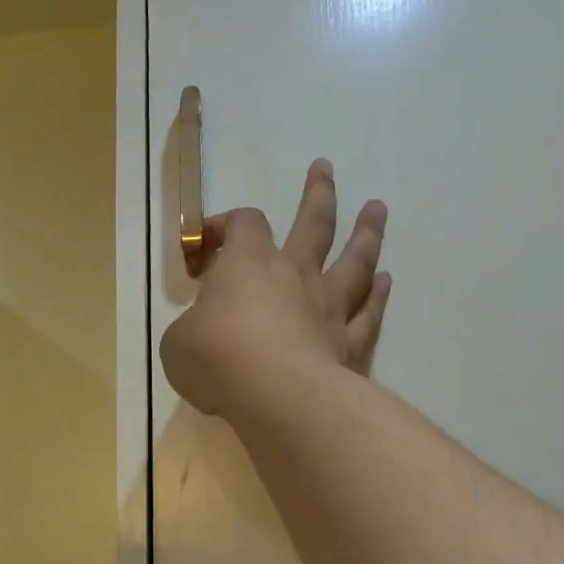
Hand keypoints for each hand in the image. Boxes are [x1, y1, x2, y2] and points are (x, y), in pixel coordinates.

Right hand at [161, 158, 389, 418]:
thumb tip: (203, 333)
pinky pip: (367, 315)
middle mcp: (294, 275)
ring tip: (376, 210)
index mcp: (248, 265)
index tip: (208, 239)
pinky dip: (377, 297)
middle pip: (313, 224)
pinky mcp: (348, 346)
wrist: (274, 394)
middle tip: (326, 169)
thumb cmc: (216, 358)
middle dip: (318, 195)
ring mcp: (328, 309)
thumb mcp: (178, 343)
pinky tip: (385, 281)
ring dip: (365, 233)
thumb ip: (193, 329)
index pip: (243, 225)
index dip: (226, 224)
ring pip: (353, 261)